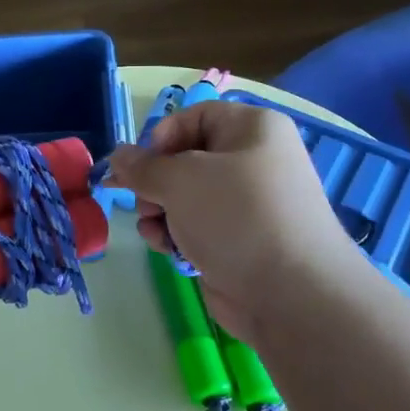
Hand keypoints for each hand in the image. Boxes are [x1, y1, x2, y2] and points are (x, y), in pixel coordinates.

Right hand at [107, 101, 364, 341]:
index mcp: (252, 128)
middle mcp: (253, 159)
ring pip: (185, 195)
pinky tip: (168, 250)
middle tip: (144, 204)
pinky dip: (177, 234)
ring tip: (155, 233)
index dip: (161, 137)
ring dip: (159, 212)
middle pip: (185, 158)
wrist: (291, 294)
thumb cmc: (236, 218)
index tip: (140, 166)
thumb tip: (118, 156)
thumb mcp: (180, 180)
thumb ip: (142, 166)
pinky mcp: (240, 238)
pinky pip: (197, 225)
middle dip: (155, 183)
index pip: (194, 116)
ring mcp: (248, 203)